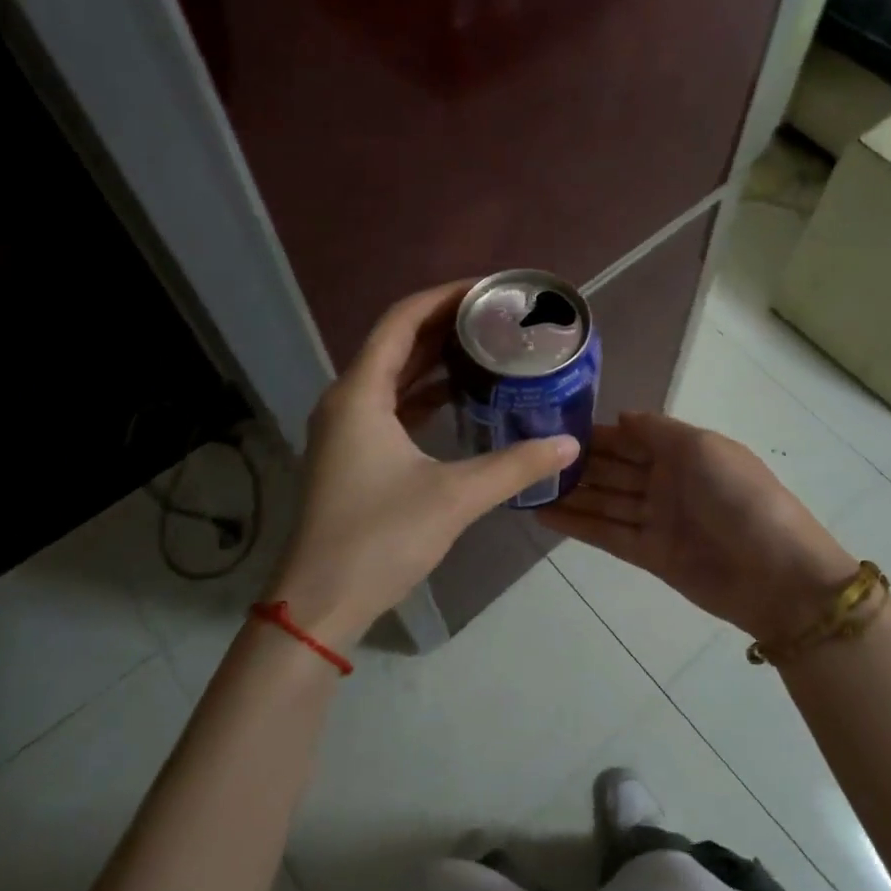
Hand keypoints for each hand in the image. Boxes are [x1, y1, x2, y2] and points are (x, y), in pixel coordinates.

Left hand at [275, 281, 580, 646]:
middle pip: (397, 343)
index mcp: (360, 393)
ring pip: (393, 376)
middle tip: (497, 316)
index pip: (402, 320)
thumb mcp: (454, 497)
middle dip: (445, 325)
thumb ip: (514, 466)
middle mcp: (347, 401)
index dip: (444, 297)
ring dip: (434, 360)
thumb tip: (568, 444)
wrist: (321, 602)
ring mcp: (346, 430)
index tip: (488, 289)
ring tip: (486, 348)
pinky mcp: (352, 456)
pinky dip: (424, 395)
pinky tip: (460, 399)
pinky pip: (391, 406)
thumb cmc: (380, 538)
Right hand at [539, 413, 857, 644]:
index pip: (631, 437)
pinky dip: (577, 524)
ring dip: (569, 493)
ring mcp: (657, 519)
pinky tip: (543, 514)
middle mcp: (666, 482)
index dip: (596, 432)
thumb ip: (657, 430)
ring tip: (524, 484)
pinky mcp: (648, 554)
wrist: (777, 574)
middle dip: (576, 462)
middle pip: (613, 468)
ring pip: (604, 501)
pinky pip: (606, 533)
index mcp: (684, 451)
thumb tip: (619, 417)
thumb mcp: (703, 448)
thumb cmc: (741, 497)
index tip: (553, 424)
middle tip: (527, 454)